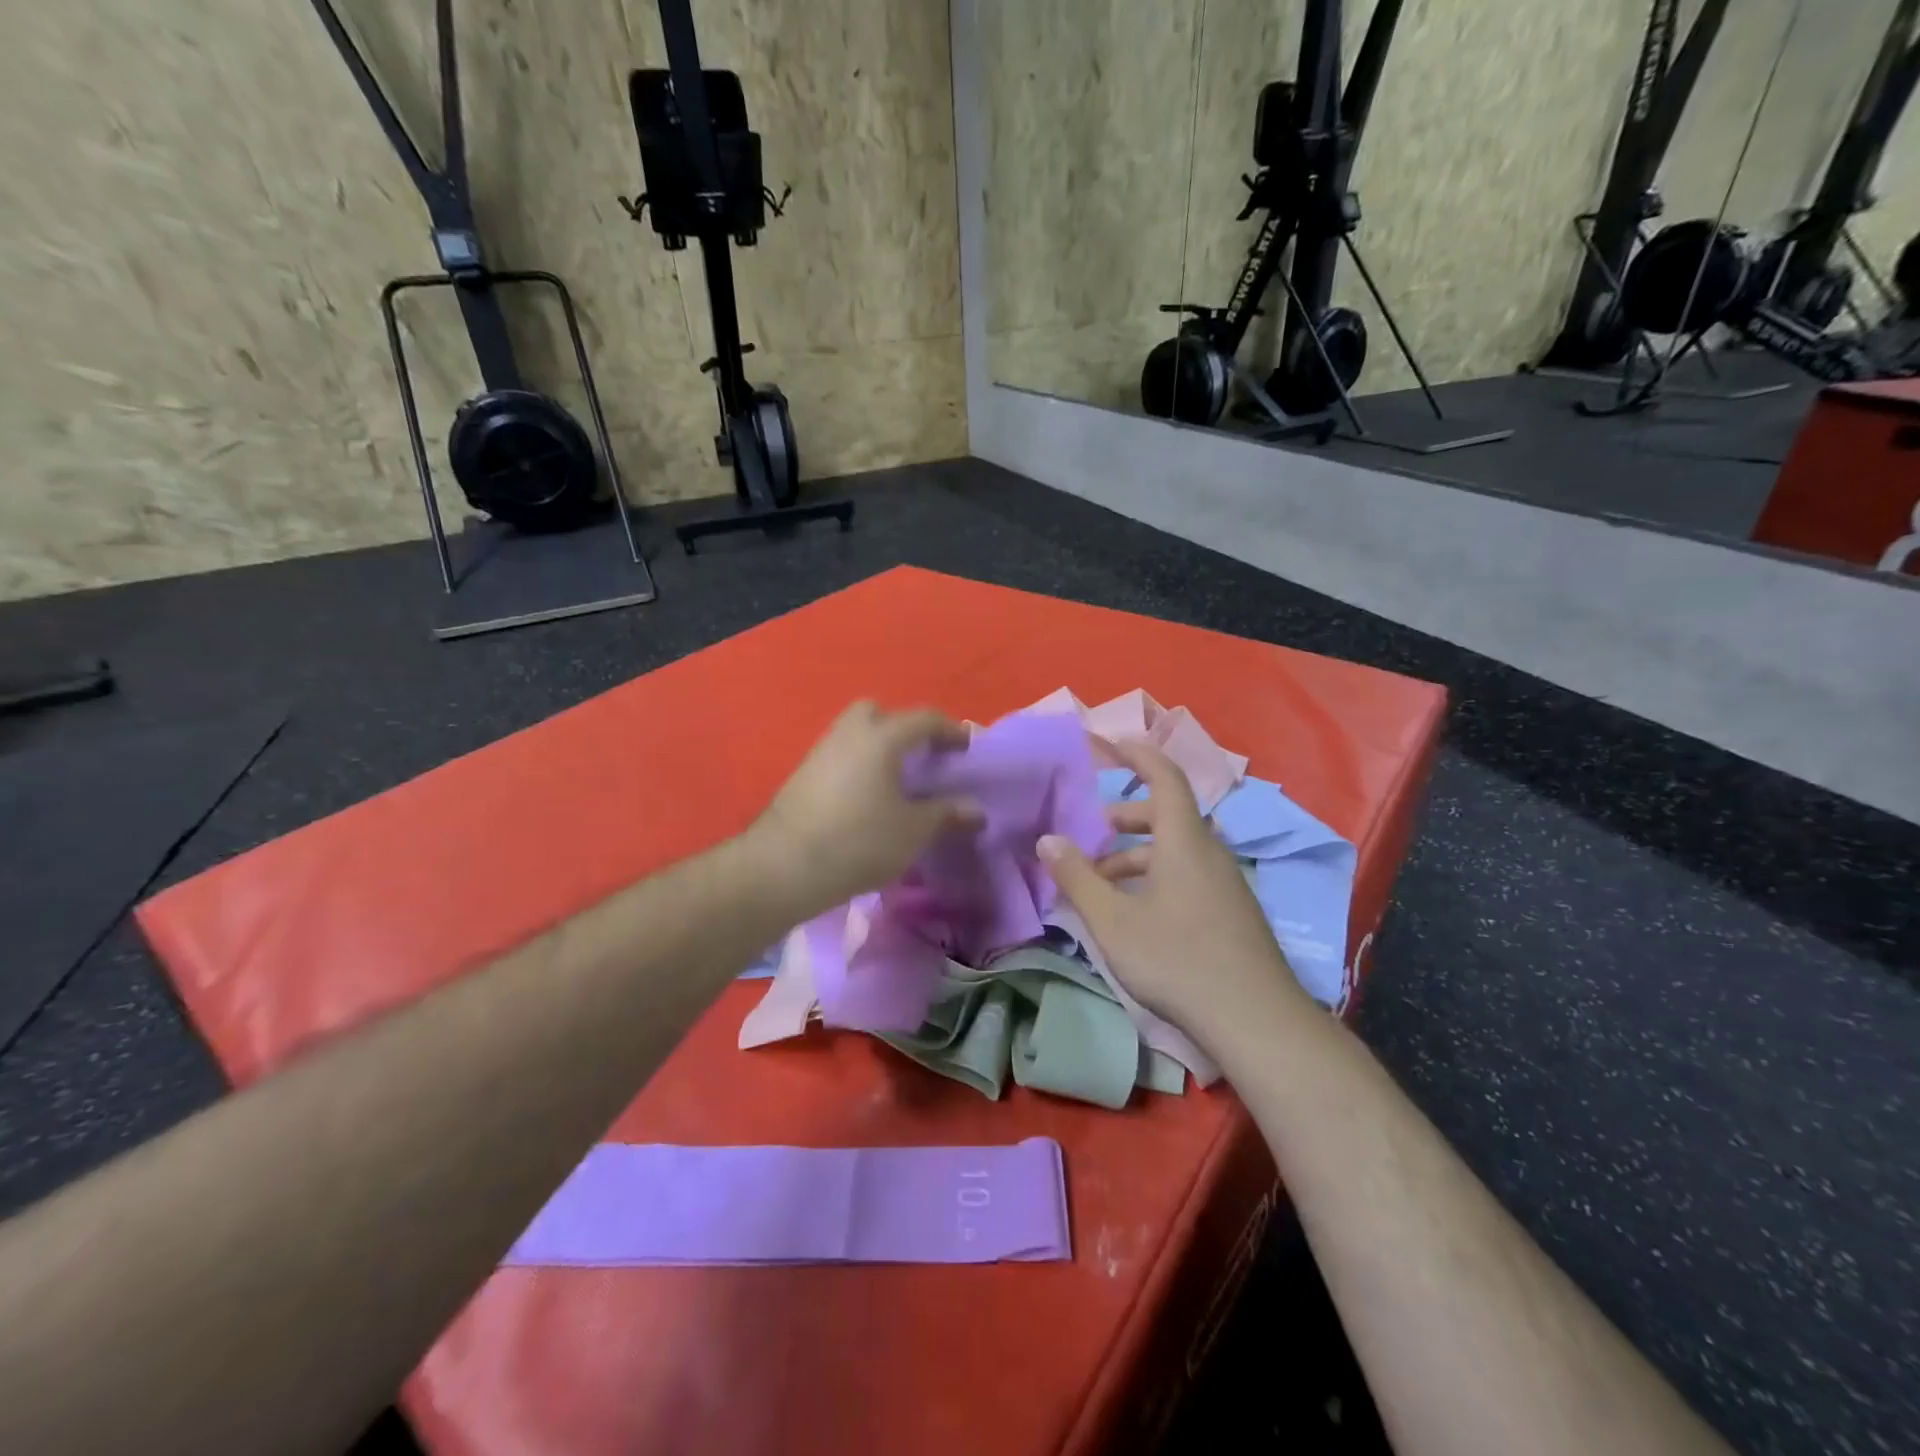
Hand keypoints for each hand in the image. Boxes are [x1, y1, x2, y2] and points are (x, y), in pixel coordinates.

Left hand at [747, 702, 981, 916]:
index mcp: (882, 737)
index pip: (924, 719)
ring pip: (855, 734)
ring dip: (878, 748)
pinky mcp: (802, 775)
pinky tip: (867, 798)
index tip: (967, 749)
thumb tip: (976, 811)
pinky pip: (840, 756)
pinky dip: (858, 766)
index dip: (951, 731)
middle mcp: (850, 733)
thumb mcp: (914, 832)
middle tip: (922, 758)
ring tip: (896, 782)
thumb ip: (947, 815)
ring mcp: (821, 751)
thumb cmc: (859, 841)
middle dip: (904, 728)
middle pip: (880, 713)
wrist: (784, 866)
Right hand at [1037, 738, 1306, 1040]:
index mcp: (1185, 840)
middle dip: (1124, 817)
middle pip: (1166, 815)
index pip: (1165, 777)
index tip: (1109, 744)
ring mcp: (1225, 883)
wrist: (1255, 1021)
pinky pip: (1187, 873)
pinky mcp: (1231, 911)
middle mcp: (1209, 852)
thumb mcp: (1114, 921)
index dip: (1137, 755)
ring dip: (1135, 854)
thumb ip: (1078, 877)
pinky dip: (1155, 876)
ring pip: (1175, 850)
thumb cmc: (1178, 960)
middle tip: (1089, 833)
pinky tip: (1133, 912)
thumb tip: (1047, 838)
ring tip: (1099, 882)